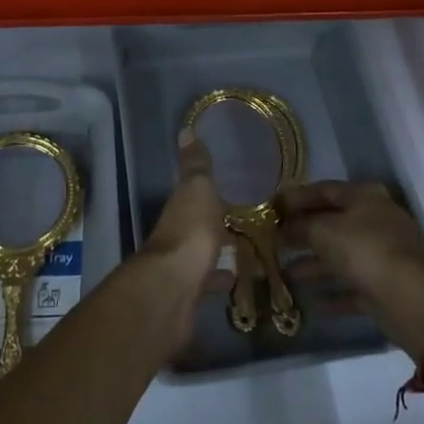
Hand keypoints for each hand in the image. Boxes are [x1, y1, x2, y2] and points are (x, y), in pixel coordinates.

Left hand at [137, 133, 226, 346]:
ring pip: (203, 253)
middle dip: (216, 222)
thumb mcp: (198, 189)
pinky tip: (238, 281)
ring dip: (219, 250)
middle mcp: (176, 233)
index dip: (208, 190)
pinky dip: (220, 278)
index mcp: (179, 206)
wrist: (174, 290)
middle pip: (197, 224)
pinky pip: (208, 281)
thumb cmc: (190, 231)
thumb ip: (196, 164)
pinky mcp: (189, 294)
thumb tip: (184, 129)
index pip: (192, 193)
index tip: (230, 187)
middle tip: (245, 220)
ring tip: (249, 249)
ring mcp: (181, 265)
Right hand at [281, 180, 423, 352]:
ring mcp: (383, 254)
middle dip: (303, 233)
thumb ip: (299, 226)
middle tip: (274, 242)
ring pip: (341, 256)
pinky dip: (332, 293)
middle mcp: (376, 220)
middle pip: (332, 223)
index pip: (324, 190)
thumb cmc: (363, 250)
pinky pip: (352, 286)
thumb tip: (282, 228)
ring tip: (284, 274)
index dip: (296, 198)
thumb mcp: (323, 231)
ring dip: (314, 265)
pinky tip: (309, 303)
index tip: (272, 209)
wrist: (410, 300)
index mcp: (364, 196)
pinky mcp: (385, 287)